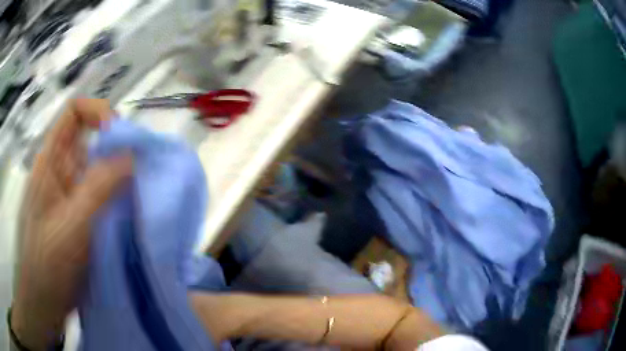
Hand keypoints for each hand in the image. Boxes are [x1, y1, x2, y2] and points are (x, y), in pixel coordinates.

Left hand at [11, 99, 132, 349]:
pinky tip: (132, 213)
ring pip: (100, 170)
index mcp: (52, 161)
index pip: (74, 113)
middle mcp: (62, 171)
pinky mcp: (82, 217)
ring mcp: (72, 195)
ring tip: (142, 192)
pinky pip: (103, 197)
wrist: (46, 300)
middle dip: (116, 147)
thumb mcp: (70, 224)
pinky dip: (119, 199)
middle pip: (91, 140)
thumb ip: (98, 189)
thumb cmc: (48, 261)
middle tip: (140, 167)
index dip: (97, 112)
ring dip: (121, 176)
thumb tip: (132, 157)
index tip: (119, 135)